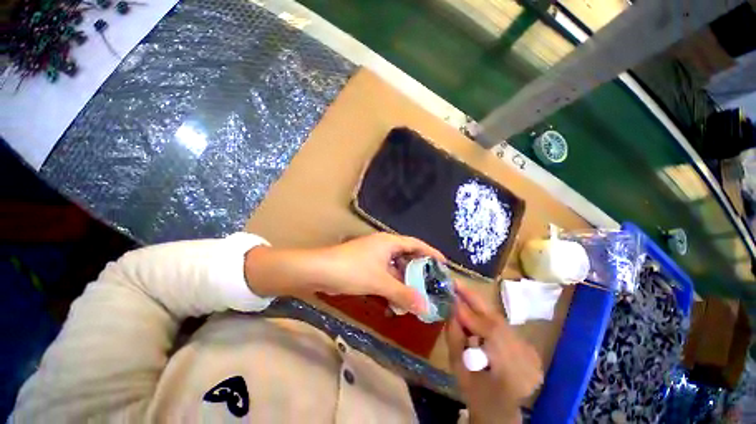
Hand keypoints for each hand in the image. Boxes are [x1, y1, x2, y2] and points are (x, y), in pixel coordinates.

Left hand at [244, 233, 443, 313]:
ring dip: (404, 281)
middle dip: (419, 270)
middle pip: (407, 256)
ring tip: (416, 296)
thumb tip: (425, 307)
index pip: (416, 244)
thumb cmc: (352, 270)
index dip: (431, 253)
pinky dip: (391, 284)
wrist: (318, 270)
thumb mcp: (380, 282)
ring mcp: (373, 255)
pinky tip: (395, 299)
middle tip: (431, 284)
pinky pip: (385, 273)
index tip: (444, 264)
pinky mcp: (365, 265)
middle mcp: (383, 245)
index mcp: (389, 242)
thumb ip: (403, 294)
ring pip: (395, 267)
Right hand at [446, 284, 543, 423]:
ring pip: (500, 320)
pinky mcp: (529, 348)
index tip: (453, 293)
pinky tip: (474, 314)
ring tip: (461, 296)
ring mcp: (531, 354)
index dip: (471, 312)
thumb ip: (454, 338)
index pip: (492, 334)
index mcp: (508, 374)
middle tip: (456, 284)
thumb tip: (451, 308)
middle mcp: (526, 361)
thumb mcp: (458, 369)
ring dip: (479, 307)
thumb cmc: (475, 394)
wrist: (500, 411)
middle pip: (498, 322)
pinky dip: (486, 317)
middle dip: (475, 300)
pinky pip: (503, 325)